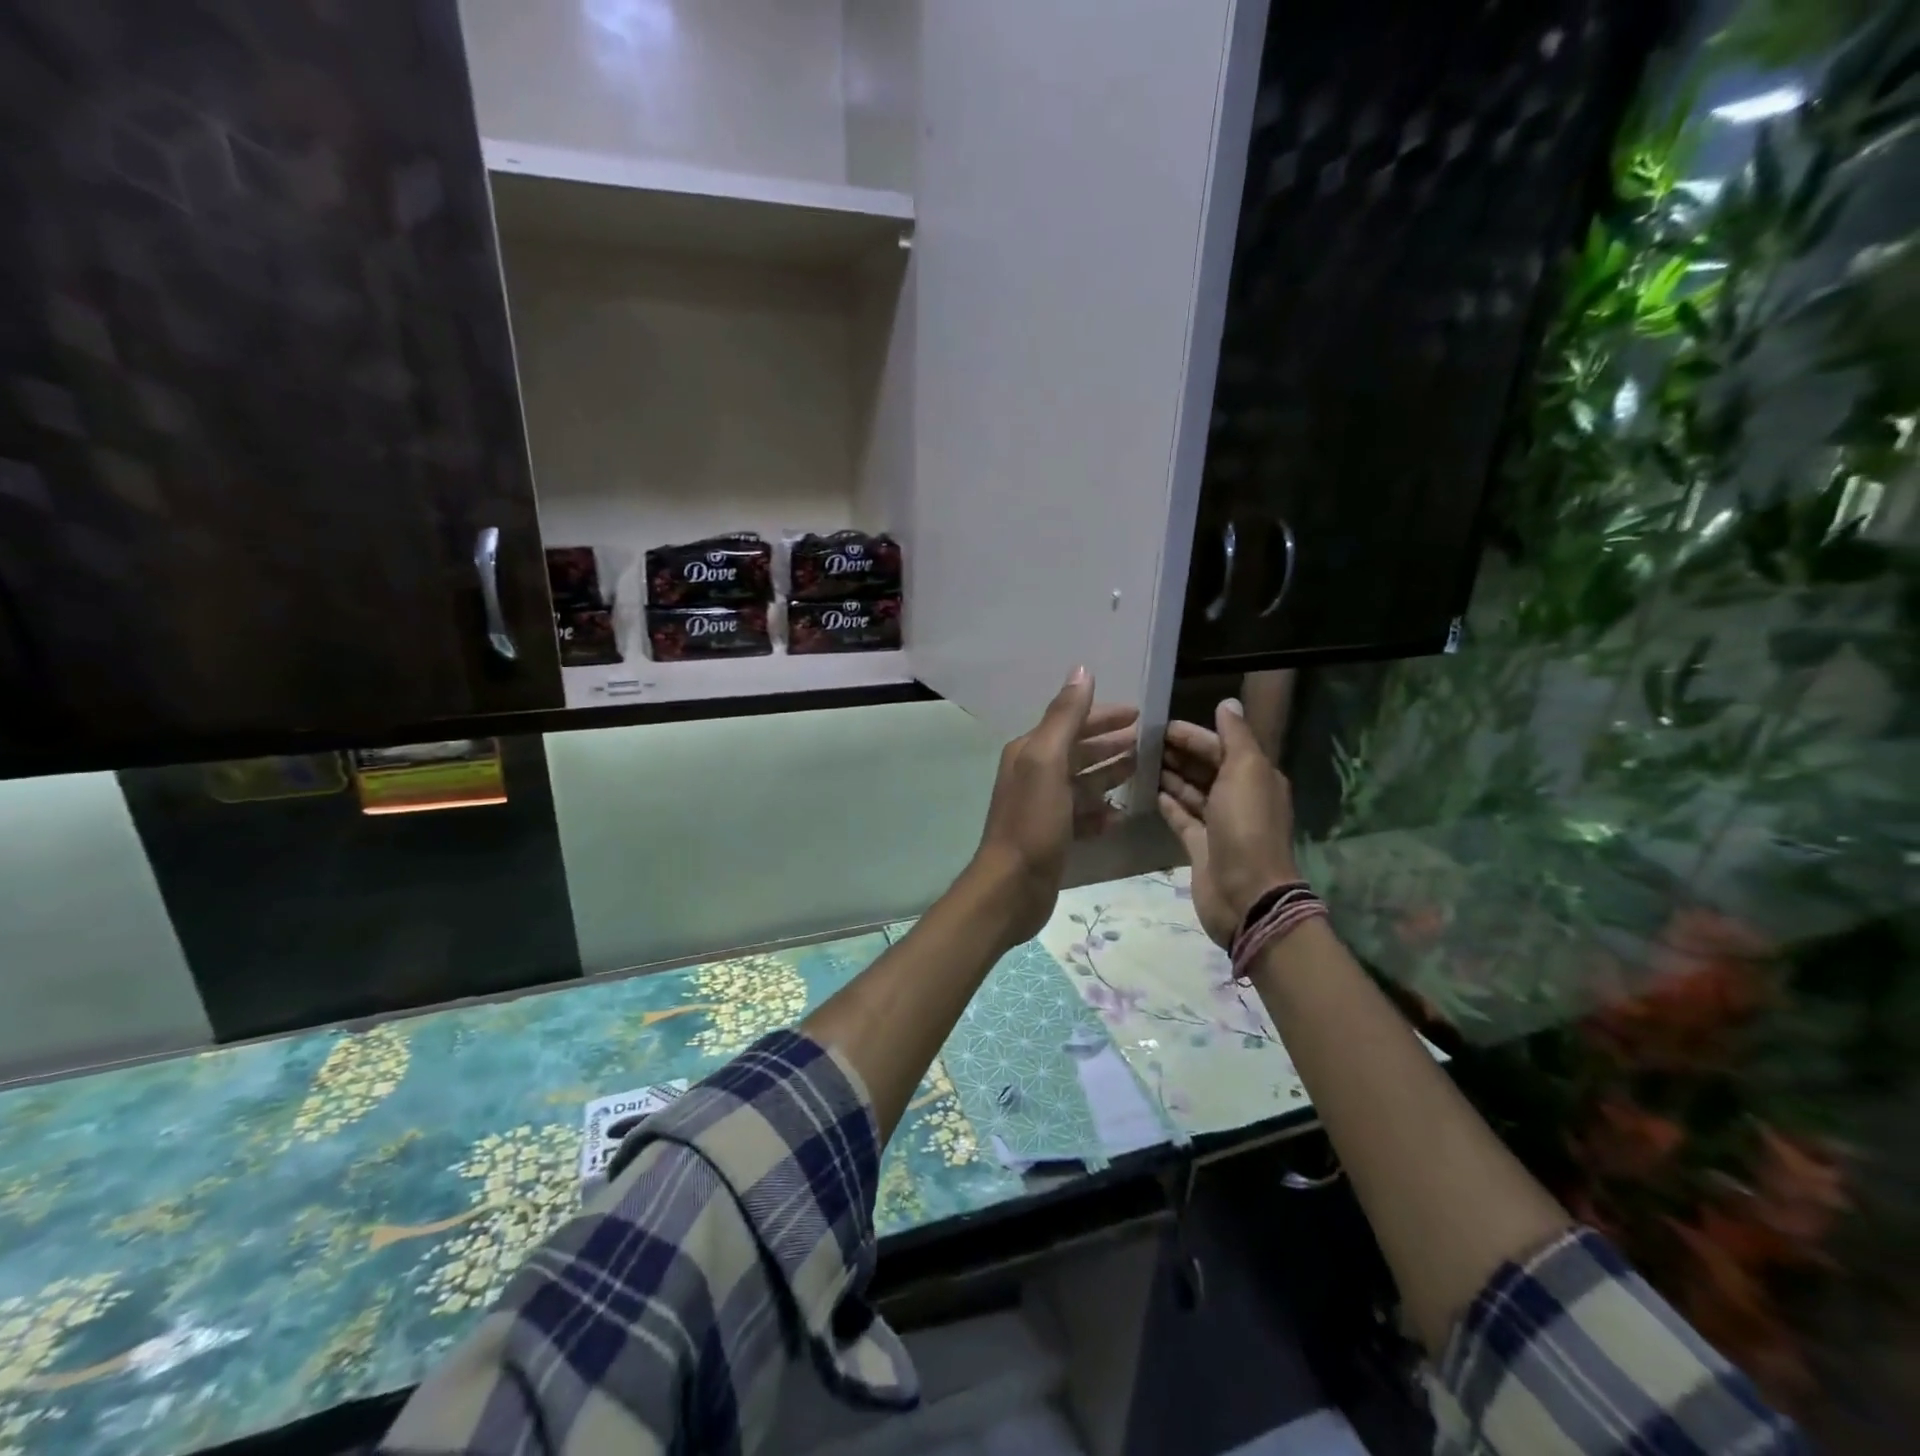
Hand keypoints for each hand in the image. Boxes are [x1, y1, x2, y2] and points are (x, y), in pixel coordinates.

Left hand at [971, 667, 1138, 944]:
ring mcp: (1044, 806)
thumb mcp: (1047, 762)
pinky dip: (1102, 812)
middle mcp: (1034, 774)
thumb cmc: (1033, 821)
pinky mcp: (1053, 835)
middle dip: (1111, 744)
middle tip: (1149, 742)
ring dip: (1110, 775)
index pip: (1071, 722)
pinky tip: (1121, 815)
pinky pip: (1083, 816)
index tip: (1140, 713)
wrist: (1013, 886)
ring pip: (1083, 783)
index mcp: (1030, 751)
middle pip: (1079, 751)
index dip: (1104, 716)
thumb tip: (1081, 671)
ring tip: (1143, 772)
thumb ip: (1065, 717)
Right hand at [1157, 698, 1299, 947]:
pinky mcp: (1199, 845)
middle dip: (1178, 752)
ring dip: (1170, 775)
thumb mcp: (1246, 771)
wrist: (1246, 894)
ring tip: (1138, 761)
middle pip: (1205, 766)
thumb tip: (1227, 703)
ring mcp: (1218, 823)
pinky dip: (1167, 802)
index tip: (1159, 725)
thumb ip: (1235, 736)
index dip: (1193, 734)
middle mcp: (1239, 796)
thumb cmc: (1246, 826)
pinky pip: (1181, 816)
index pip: (1221, 745)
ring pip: (1191, 790)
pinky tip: (1147, 790)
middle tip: (1141, 741)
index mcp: (1255, 776)